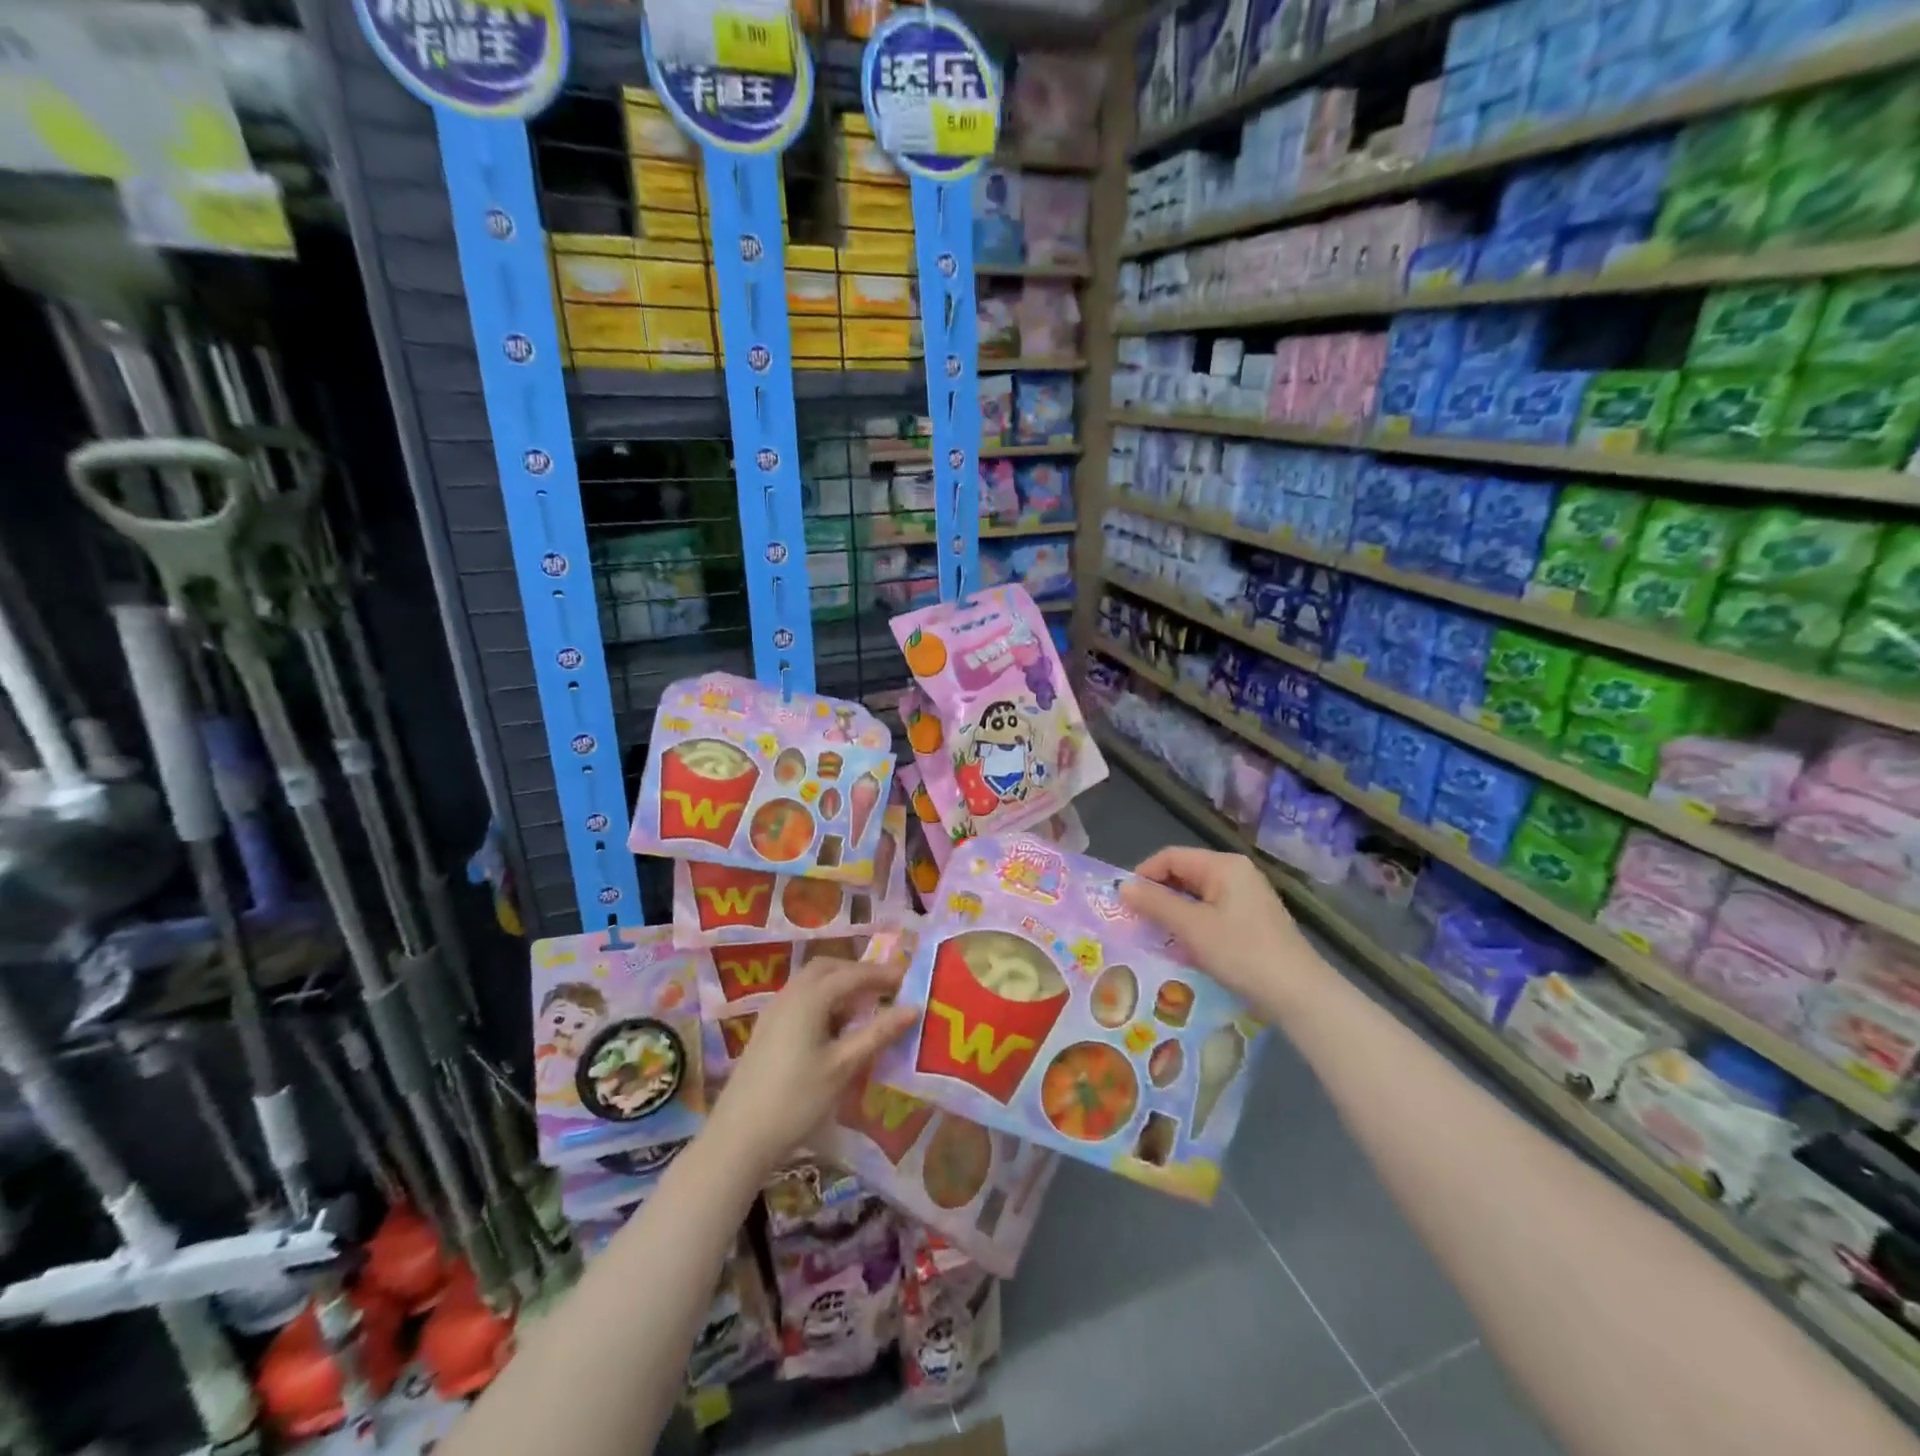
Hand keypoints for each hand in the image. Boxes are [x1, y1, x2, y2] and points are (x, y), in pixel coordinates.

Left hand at [708, 956, 918, 1172]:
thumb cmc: (796, 1099)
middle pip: (828, 968)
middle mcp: (790, 994)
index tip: (908, 978)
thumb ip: (878, 1034)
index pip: (852, 974)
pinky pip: (800, 997)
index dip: (882, 974)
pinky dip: (823, 998)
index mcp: (810, 998)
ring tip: (864, 1005)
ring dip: (839, 984)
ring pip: (811, 982)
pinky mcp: (767, 1029)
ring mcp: (774, 1011)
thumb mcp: (843, 1067)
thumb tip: (912, 1008)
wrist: (738, 1137)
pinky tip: (834, 1025)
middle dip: (858, 972)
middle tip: (885, 987)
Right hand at [1120, 847, 1323, 1018]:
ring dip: (1174, 913)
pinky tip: (1184, 948)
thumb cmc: (1241, 952)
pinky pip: (1211, 913)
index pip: (1171, 856)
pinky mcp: (1252, 921)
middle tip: (1136, 921)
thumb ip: (1155, 903)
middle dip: (1158, 896)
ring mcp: (1247, 897)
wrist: (1299, 994)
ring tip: (1155, 936)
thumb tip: (1122, 886)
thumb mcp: (1192, 927)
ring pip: (1197, 896)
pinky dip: (1193, 925)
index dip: (1144, 875)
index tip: (1125, 902)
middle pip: (1184, 874)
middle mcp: (1236, 874)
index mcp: (1224, 865)